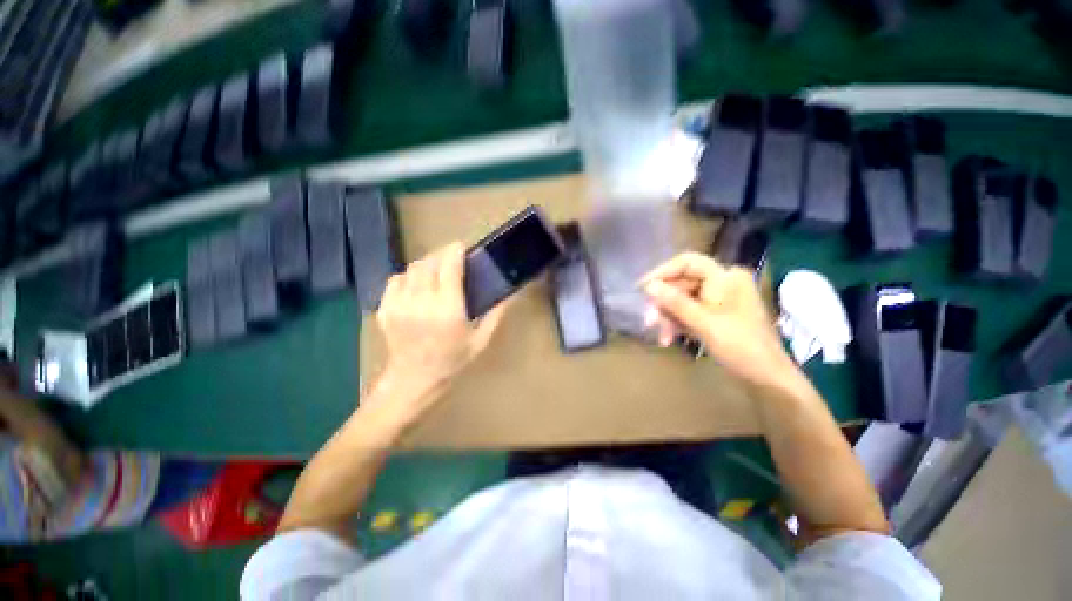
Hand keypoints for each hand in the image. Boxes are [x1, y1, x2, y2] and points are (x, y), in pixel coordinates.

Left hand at [376, 242, 507, 405]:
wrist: (414, 380)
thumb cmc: (452, 360)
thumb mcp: (481, 340)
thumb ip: (496, 315)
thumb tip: (510, 294)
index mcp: (448, 309)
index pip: (448, 267)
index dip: (455, 251)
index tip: (462, 246)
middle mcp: (422, 302)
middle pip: (429, 263)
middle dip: (442, 255)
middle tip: (452, 259)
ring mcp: (400, 305)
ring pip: (412, 269)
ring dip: (426, 265)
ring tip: (436, 272)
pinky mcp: (386, 309)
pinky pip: (395, 280)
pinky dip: (408, 277)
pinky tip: (417, 286)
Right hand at [640, 252, 795, 387]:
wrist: (767, 378)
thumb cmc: (740, 347)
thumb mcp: (704, 323)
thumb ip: (675, 303)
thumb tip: (649, 286)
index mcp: (726, 277)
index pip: (687, 263)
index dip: (662, 272)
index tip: (642, 288)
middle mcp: (722, 283)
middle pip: (682, 283)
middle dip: (664, 303)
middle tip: (649, 321)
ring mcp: (719, 300)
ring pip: (682, 300)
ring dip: (668, 317)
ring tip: (661, 337)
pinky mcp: (715, 315)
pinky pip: (689, 312)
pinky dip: (677, 324)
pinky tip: (669, 339)